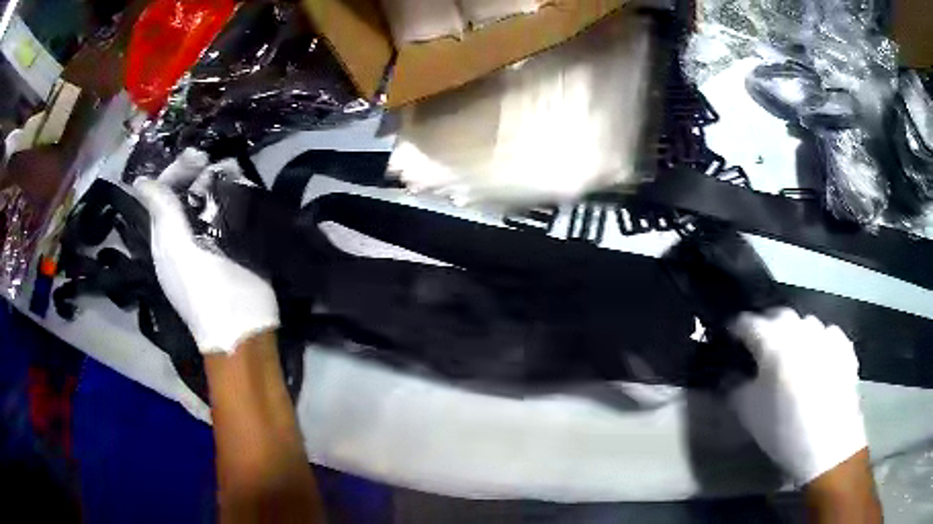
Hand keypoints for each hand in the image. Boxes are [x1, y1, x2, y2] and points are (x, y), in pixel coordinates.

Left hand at [133, 149, 278, 354]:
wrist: (242, 329)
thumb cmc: (204, 290)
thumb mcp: (176, 250)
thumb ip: (161, 213)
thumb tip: (139, 182)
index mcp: (167, 234)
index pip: (165, 191)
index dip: (178, 170)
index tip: (200, 157)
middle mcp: (186, 232)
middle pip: (188, 191)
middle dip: (201, 172)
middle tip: (219, 163)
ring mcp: (212, 239)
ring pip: (211, 198)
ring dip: (221, 181)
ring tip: (235, 173)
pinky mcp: (236, 245)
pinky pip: (232, 210)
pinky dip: (237, 195)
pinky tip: (246, 188)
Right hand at [729, 308, 866, 484]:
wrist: (828, 443)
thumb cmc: (783, 428)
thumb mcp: (748, 413)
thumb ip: (734, 387)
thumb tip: (729, 375)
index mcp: (773, 340)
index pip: (747, 322)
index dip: (735, 330)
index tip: (729, 339)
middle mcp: (800, 327)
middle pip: (778, 316)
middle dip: (766, 328)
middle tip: (761, 350)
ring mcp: (826, 333)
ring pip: (804, 324)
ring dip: (794, 335)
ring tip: (792, 358)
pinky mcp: (844, 346)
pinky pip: (827, 336)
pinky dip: (819, 344)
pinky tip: (818, 363)